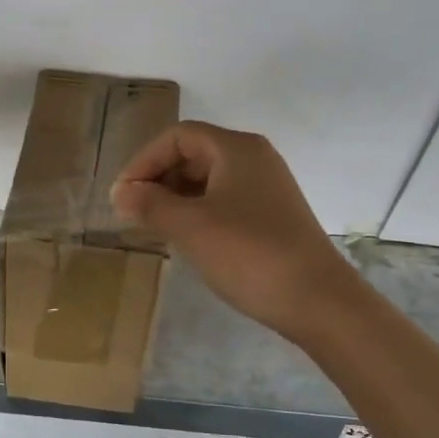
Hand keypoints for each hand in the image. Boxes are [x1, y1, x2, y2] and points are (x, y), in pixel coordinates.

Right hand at [111, 122, 364, 343]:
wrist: (317, 300)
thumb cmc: (248, 253)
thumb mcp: (190, 227)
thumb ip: (150, 204)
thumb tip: (121, 193)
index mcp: (236, 149)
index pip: (178, 137)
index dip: (144, 161)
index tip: (122, 196)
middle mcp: (254, 159)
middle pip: (193, 154)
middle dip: (158, 179)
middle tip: (133, 212)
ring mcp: (266, 188)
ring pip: (208, 180)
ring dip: (175, 198)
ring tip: (153, 227)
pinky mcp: (272, 216)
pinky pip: (224, 201)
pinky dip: (197, 212)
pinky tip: (186, 239)